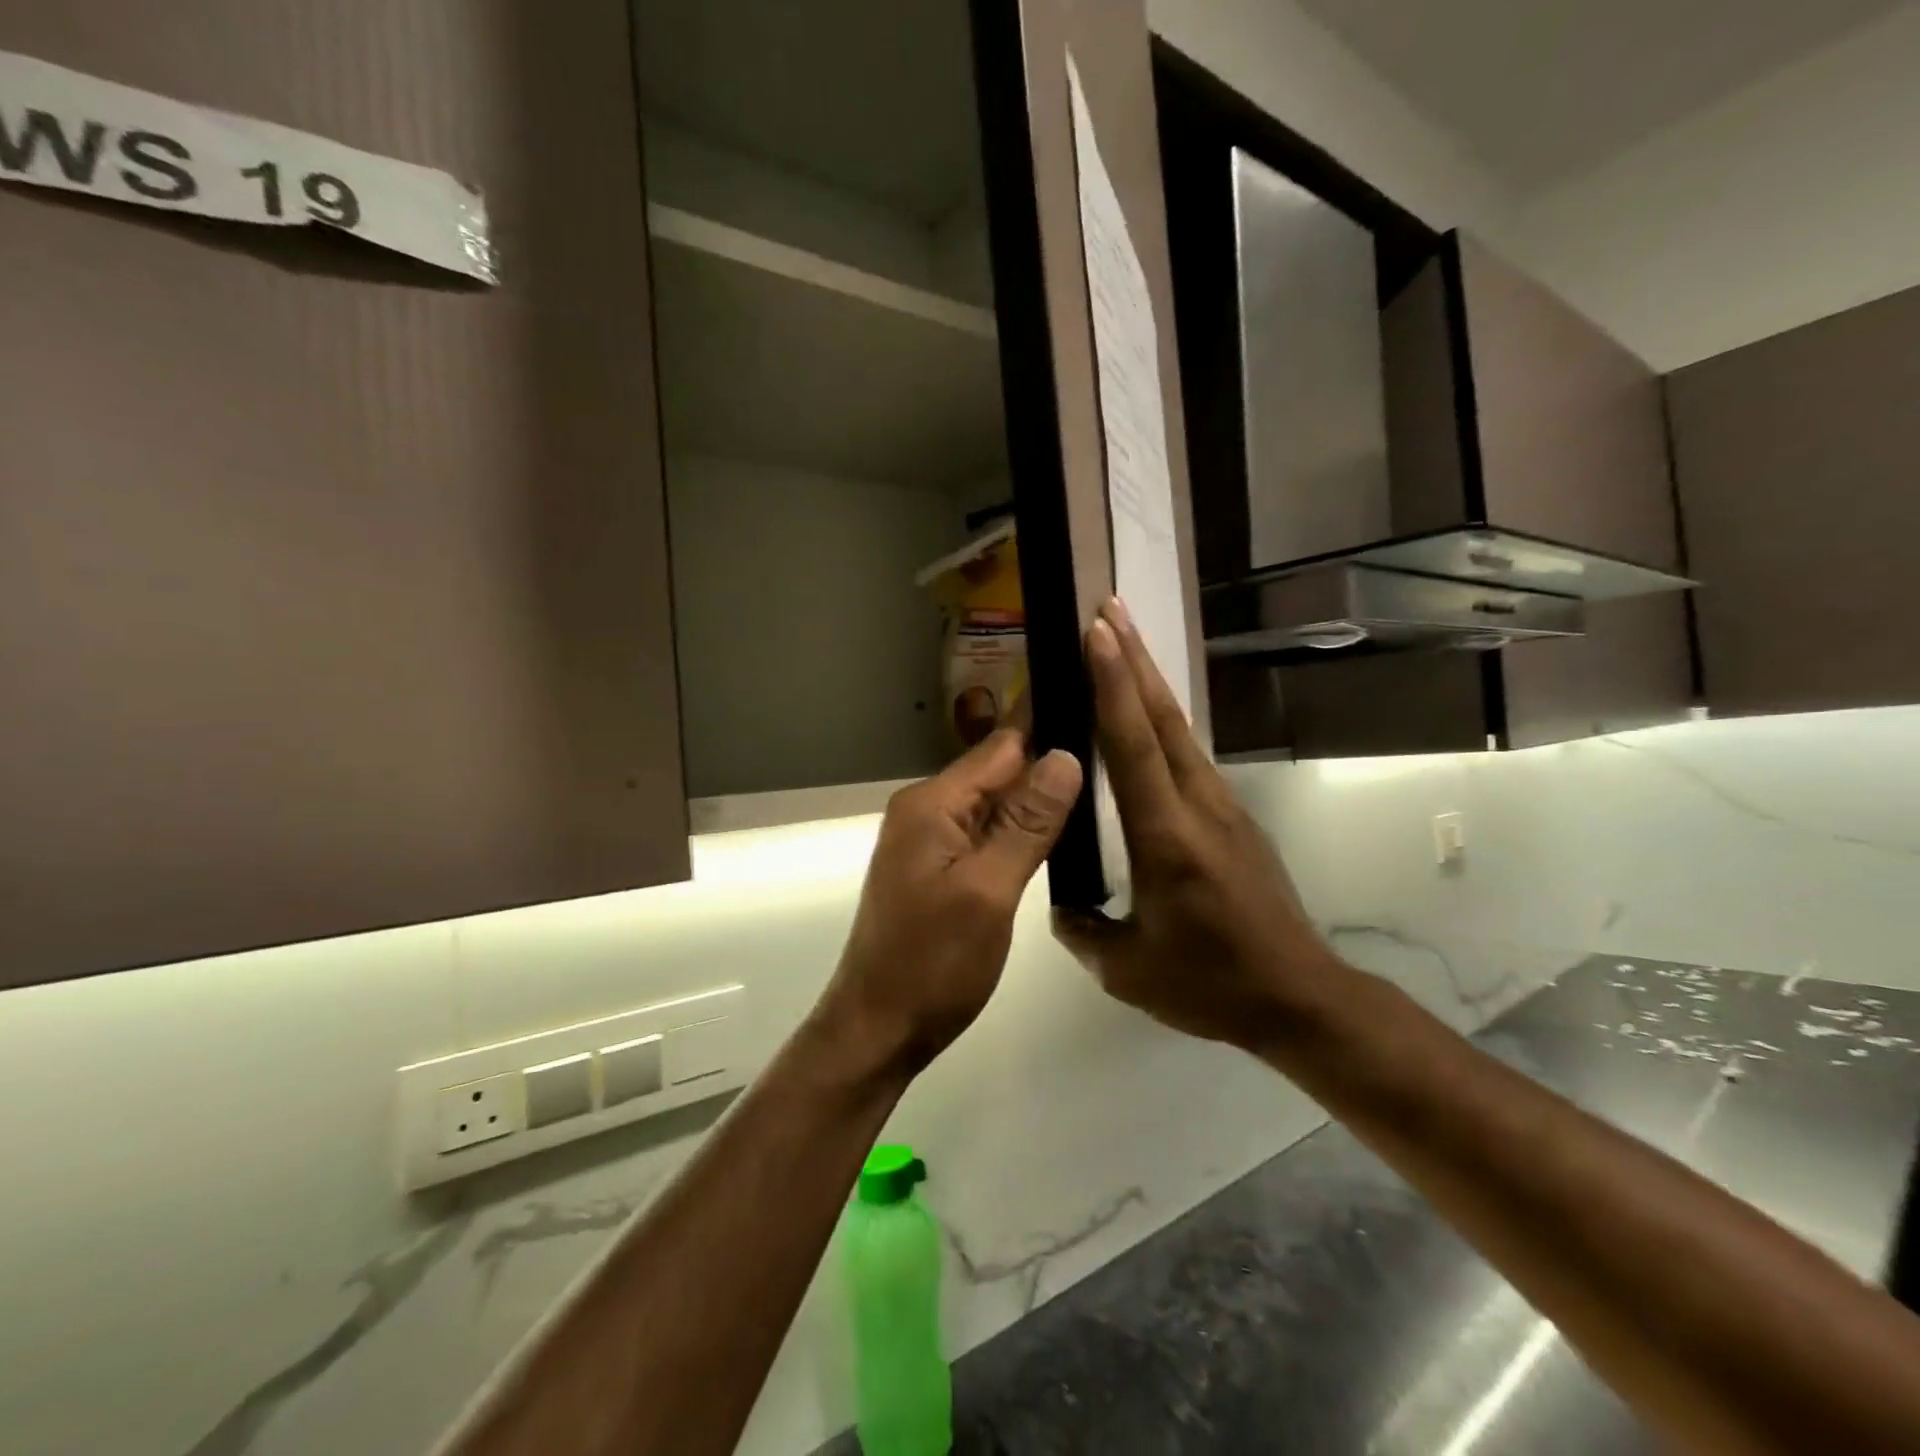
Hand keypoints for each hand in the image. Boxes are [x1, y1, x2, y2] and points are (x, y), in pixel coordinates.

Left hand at [817, 728, 1083, 1075]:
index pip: (1002, 746)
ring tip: (1100, 781)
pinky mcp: (938, 866)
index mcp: (933, 803)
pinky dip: (1019, 828)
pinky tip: (1057, 829)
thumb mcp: (988, 891)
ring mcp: (930, 839)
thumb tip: (1066, 755)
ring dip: (1037, 796)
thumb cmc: (933, 963)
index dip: (1048, 726)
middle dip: (1049, 760)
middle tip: (1113, 749)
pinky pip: (985, 832)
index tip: (1098, 705)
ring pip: (995, 802)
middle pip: (998, 770)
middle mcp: (927, 809)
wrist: (879, 1027)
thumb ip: (1028, 823)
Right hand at [1056, 600, 1343, 1051]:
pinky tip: (1142, 721)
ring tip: (1120, 644)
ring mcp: (1222, 808)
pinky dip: (1160, 724)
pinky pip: (1188, 758)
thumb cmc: (1211, 984)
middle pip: (1162, 718)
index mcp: (1167, 837)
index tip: (1097, 632)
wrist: (1301, 998)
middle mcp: (1198, 806)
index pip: (1133, 746)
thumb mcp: (1128, 970)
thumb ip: (1082, 930)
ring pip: (1178, 732)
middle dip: (1133, 658)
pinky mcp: (1233, 818)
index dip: (1113, 685)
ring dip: (1148, 683)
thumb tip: (1059, 902)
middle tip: (1107, 609)